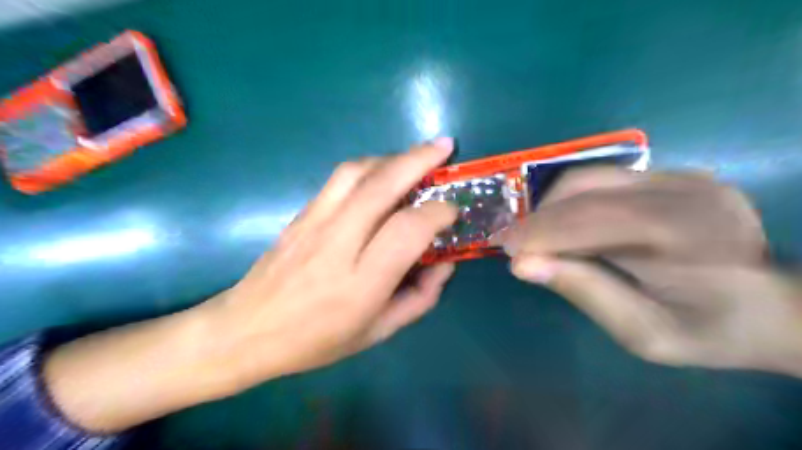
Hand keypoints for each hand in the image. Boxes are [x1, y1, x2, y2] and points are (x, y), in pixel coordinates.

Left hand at [205, 140, 456, 382]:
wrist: (246, 329)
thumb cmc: (316, 339)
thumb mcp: (377, 332)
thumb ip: (419, 299)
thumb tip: (445, 264)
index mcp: (361, 281)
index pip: (407, 229)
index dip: (437, 212)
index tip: (452, 211)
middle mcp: (337, 243)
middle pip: (381, 185)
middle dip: (419, 159)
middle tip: (445, 146)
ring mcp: (314, 222)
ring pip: (356, 172)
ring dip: (392, 157)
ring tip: (415, 158)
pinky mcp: (301, 213)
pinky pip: (339, 179)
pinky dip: (368, 167)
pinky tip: (381, 174)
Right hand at [499, 167, 801, 374]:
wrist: (772, 305)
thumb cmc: (710, 329)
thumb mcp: (645, 332)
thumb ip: (585, 292)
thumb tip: (523, 265)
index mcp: (688, 234)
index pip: (593, 219)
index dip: (541, 232)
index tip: (505, 249)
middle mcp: (685, 190)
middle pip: (585, 189)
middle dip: (539, 218)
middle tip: (512, 243)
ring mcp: (681, 175)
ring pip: (588, 177)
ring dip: (551, 206)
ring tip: (535, 235)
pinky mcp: (672, 174)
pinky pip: (603, 179)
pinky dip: (572, 201)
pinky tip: (564, 224)